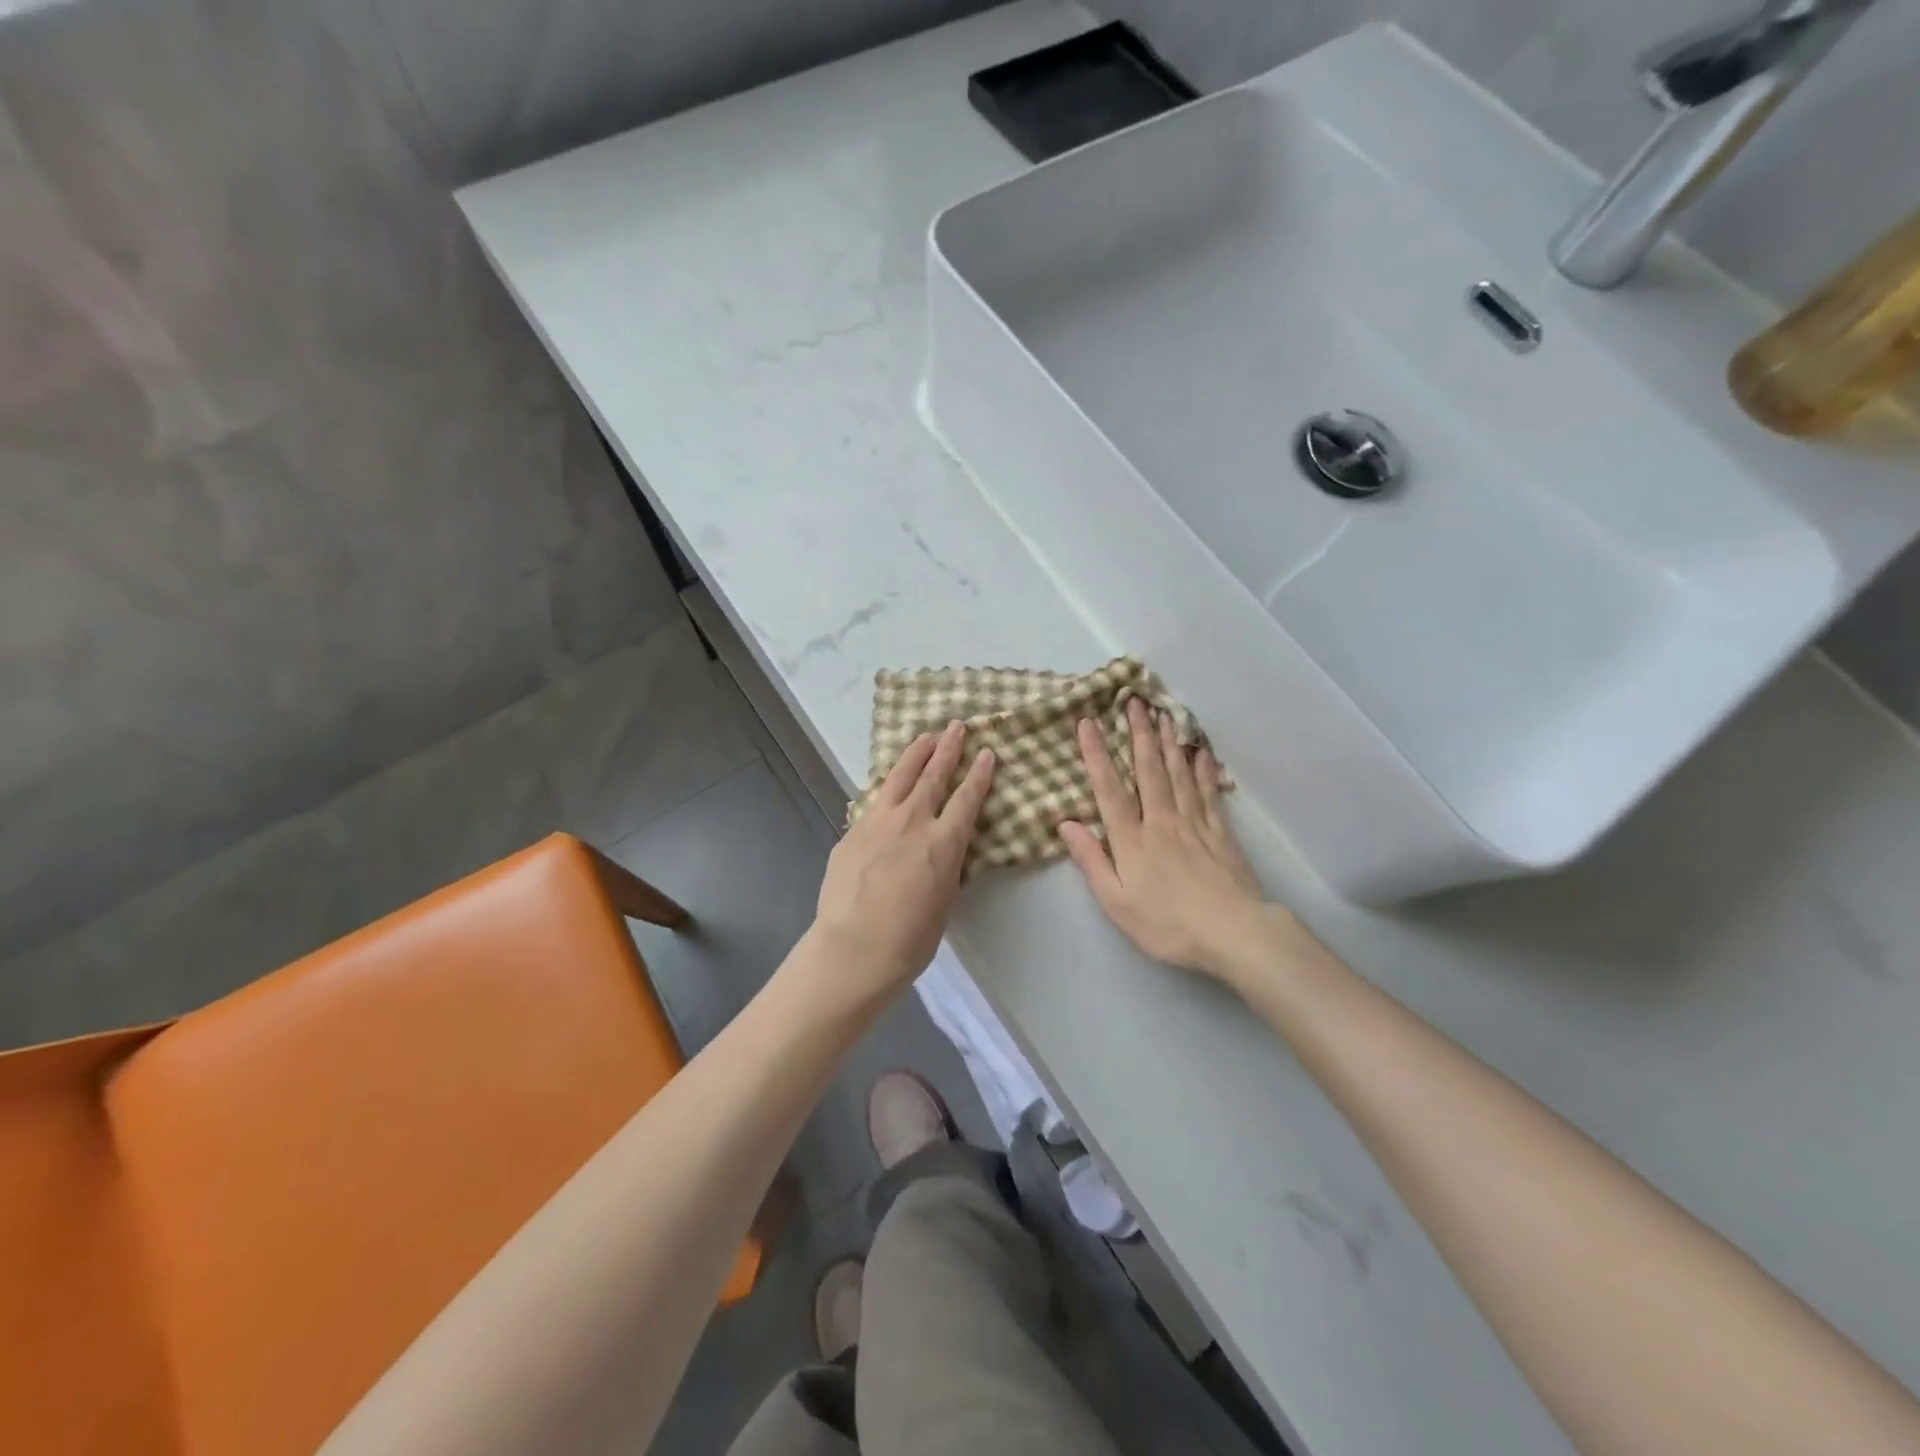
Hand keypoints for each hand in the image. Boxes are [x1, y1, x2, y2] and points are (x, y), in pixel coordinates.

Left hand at [812, 721, 994, 1002]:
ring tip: (925, 737)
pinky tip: (889, 784)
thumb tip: (944, 847)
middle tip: (956, 727)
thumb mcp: (945, 899)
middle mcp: (912, 822)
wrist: (854, 949)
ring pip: (899, 778)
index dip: (979, 773)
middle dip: (947, 749)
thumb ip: (946, 864)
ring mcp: (877, 823)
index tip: (987, 752)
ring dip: (915, 755)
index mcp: (943, 842)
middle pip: (933, 776)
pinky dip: (888, 787)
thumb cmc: (911, 938)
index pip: (967, 797)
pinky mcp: (852, 833)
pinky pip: (874, 801)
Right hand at [1058, 698, 1272, 980]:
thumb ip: (1091, 860)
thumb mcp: (1116, 901)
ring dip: (1168, 743)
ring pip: (1179, 774)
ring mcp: (1195, 823)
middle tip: (1134, 702)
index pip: (1109, 789)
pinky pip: (1209, 793)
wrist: (1232, 933)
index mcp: (1132, 839)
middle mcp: (1162, 821)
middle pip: (1149, 770)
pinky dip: (1205, 770)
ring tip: (1164, 715)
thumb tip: (1067, 823)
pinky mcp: (1221, 833)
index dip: (1097, 755)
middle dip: (1139, 734)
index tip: (1088, 722)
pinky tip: (1202, 753)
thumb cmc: (1167, 923)